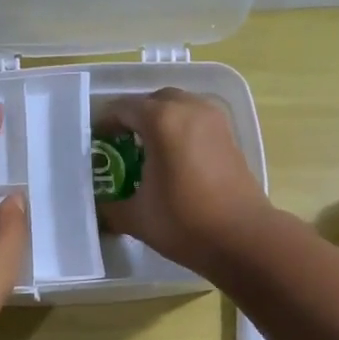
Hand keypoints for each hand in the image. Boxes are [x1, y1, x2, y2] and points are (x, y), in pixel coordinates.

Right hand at [96, 89, 272, 275]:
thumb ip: (111, 208)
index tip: (95, 142)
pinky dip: (182, 130)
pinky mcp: (230, 136)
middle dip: (135, 117)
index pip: (123, 109)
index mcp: (161, 120)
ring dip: (162, 120)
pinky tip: (174, 159)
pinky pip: (198, 121)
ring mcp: (214, 120)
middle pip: (154, 101)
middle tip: (120, 144)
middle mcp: (189, 109)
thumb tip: (99, 209)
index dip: (105, 123)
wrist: (243, 238)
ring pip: (180, 106)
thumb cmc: (184, 223)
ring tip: (148, 150)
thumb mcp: (136, 217)